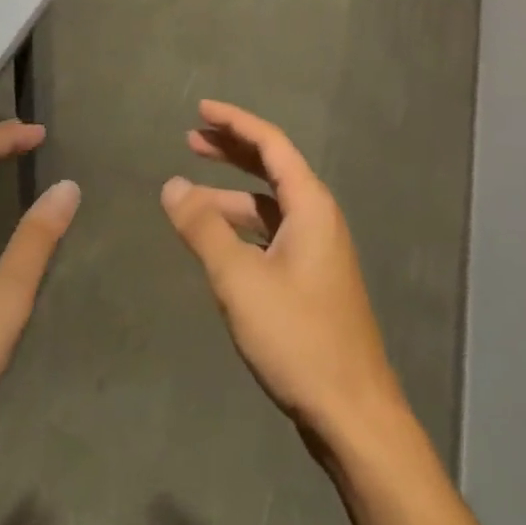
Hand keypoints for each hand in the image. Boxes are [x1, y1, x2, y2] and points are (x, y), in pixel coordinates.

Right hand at [161, 101, 404, 443]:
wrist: (354, 415)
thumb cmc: (298, 338)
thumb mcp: (240, 280)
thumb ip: (203, 229)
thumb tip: (171, 186)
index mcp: (310, 205)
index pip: (271, 144)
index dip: (235, 122)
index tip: (200, 109)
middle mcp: (318, 218)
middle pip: (271, 168)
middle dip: (231, 151)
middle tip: (190, 140)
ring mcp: (318, 250)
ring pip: (269, 206)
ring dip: (230, 195)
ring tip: (188, 198)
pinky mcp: (312, 280)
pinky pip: (271, 234)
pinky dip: (241, 227)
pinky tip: (216, 243)